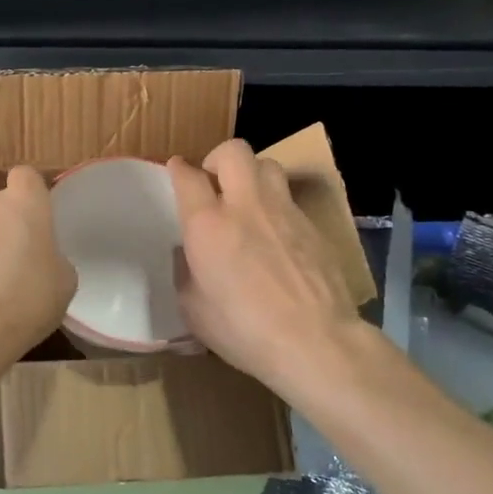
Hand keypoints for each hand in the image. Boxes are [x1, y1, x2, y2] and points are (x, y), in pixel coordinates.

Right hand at [169, 139, 373, 403]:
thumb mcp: (194, 310)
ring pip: (267, 165)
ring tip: (248, 201)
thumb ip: (186, 272)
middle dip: (218, 159)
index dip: (178, 169)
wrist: (315, 342)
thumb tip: (189, 254)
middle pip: (232, 151)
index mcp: (207, 224)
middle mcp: (245, 205)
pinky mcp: (313, 225)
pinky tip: (276, 235)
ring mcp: (284, 211)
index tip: (176, 172)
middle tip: (215, 184)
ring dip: (252, 175)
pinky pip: (290, 199)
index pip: (187, 176)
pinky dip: (277, 207)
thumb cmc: (244, 331)